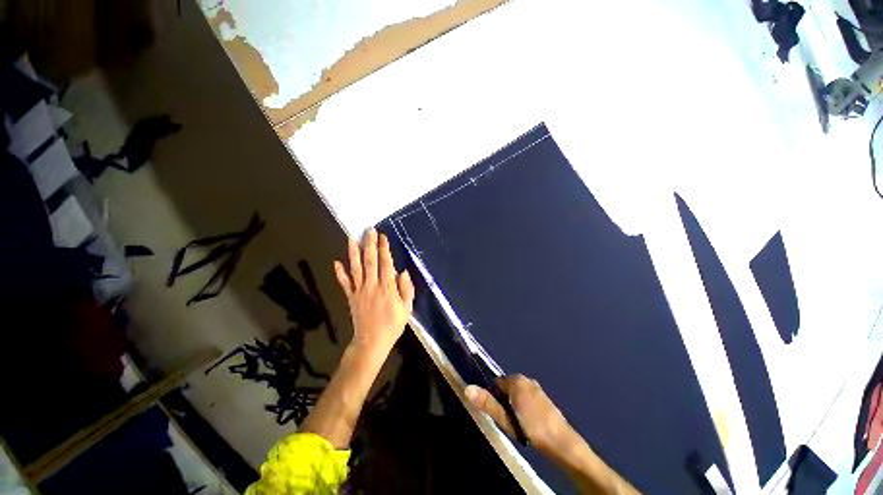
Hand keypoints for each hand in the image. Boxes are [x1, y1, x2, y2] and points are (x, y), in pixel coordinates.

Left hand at [334, 228, 414, 359]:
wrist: (372, 342)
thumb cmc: (393, 325)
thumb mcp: (406, 309)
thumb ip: (406, 289)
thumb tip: (403, 272)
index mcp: (387, 288)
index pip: (386, 264)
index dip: (384, 249)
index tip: (383, 237)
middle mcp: (372, 285)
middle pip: (370, 261)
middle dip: (370, 244)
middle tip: (369, 230)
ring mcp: (359, 291)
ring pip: (356, 268)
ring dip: (354, 253)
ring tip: (352, 239)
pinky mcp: (351, 297)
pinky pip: (345, 283)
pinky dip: (340, 273)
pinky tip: (336, 262)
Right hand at [466, 375, 575, 458]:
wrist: (562, 443)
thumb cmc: (531, 428)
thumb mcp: (505, 419)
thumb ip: (487, 403)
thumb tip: (468, 389)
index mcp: (516, 380)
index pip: (495, 382)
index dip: (492, 397)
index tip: (496, 412)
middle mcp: (526, 379)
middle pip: (506, 387)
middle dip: (503, 401)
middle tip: (506, 419)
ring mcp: (536, 388)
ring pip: (516, 393)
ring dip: (513, 404)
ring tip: (517, 423)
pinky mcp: (543, 397)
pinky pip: (526, 397)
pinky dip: (523, 406)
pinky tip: (527, 422)